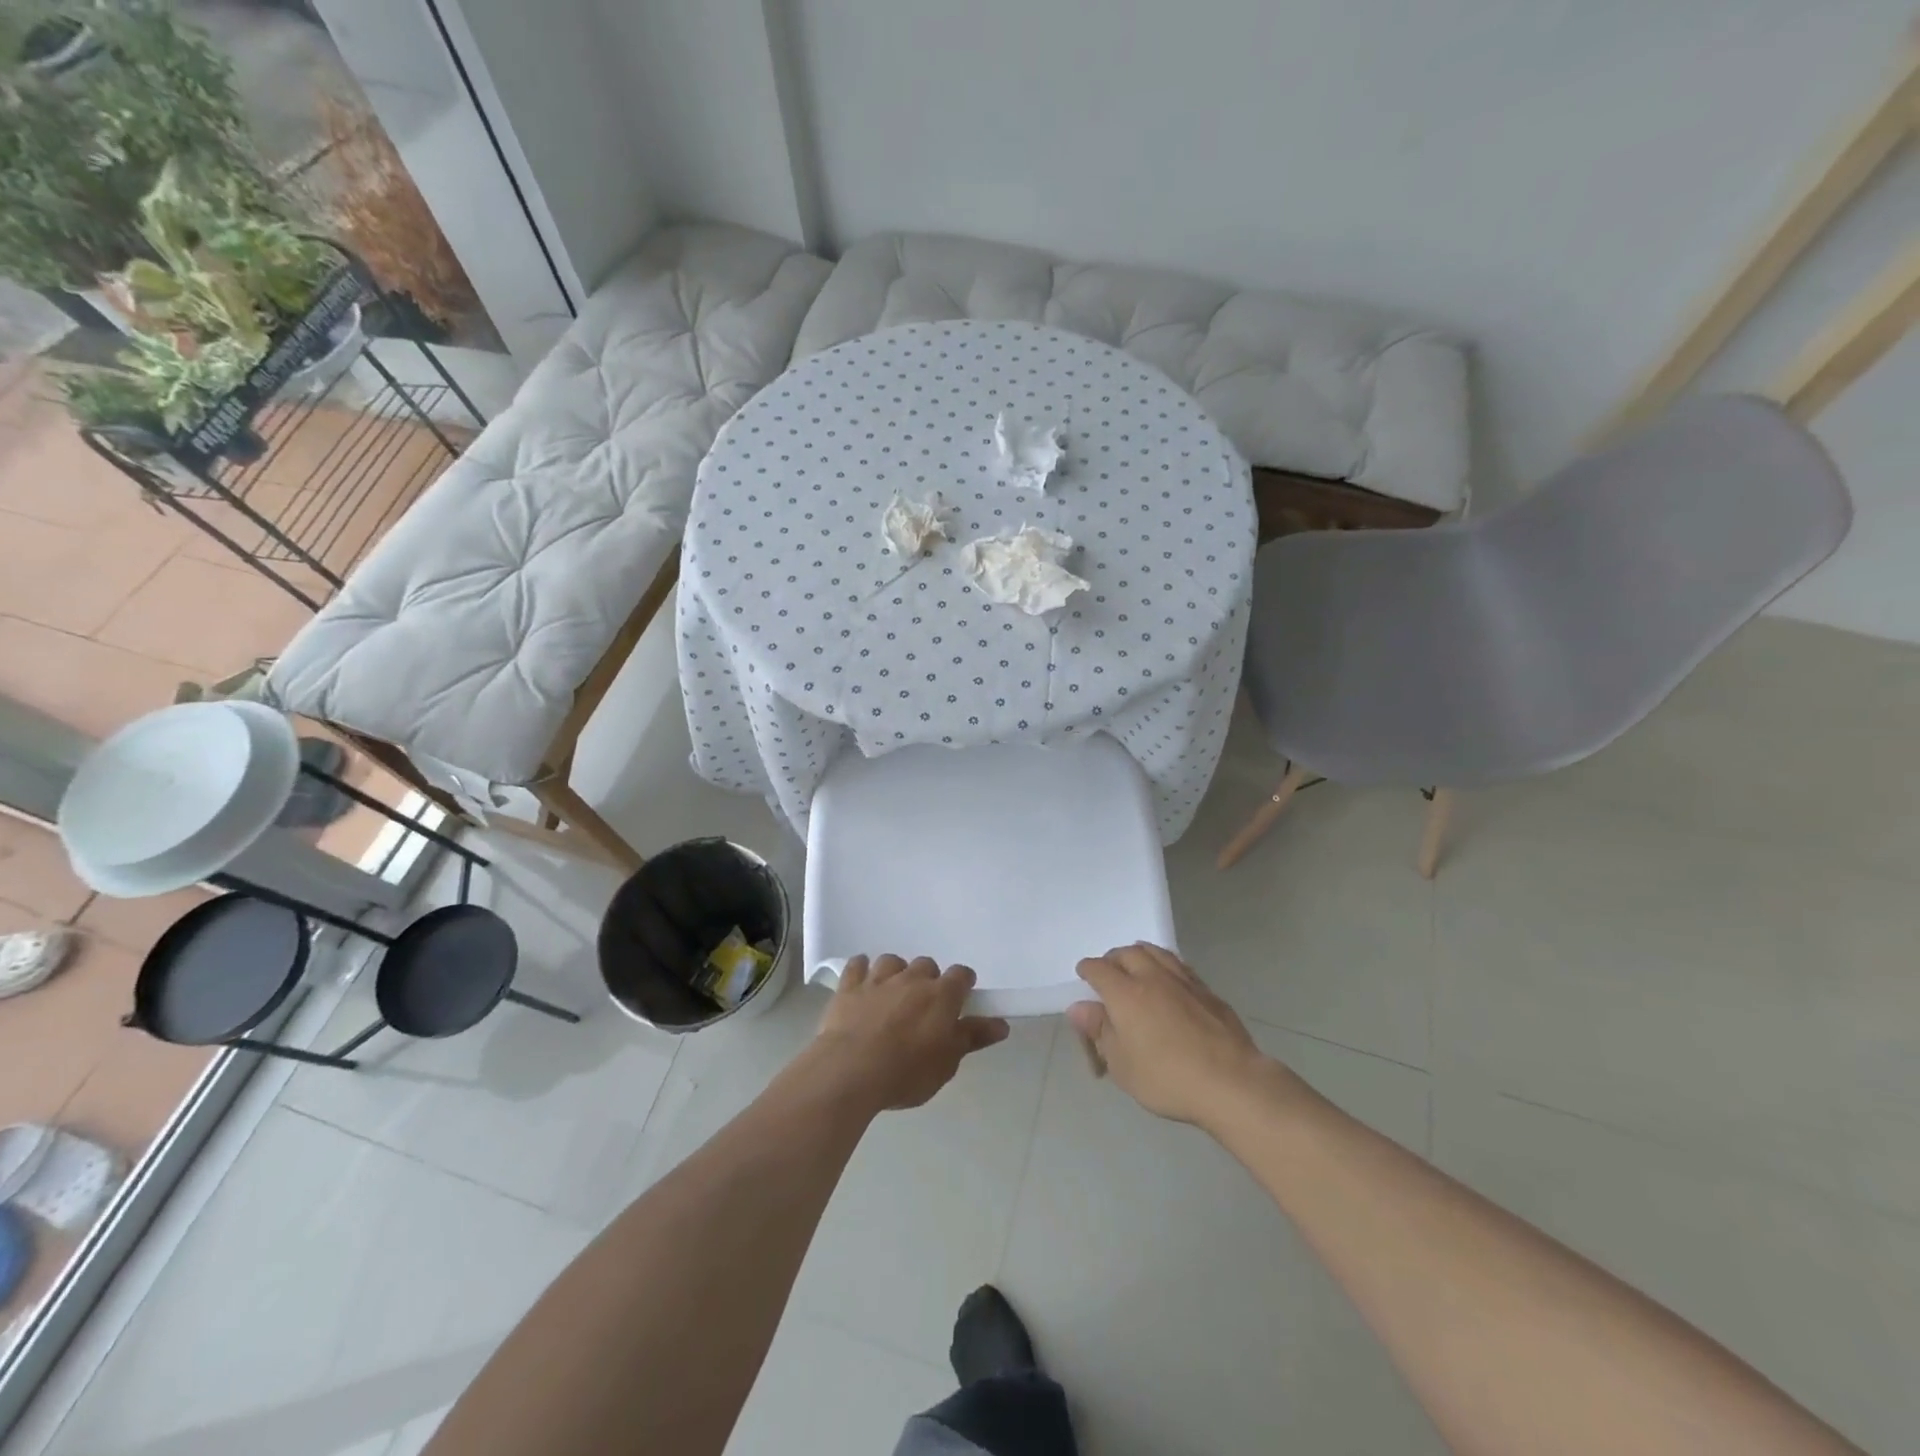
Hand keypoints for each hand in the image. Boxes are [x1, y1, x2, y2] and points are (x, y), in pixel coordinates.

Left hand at [809, 955, 1009, 1111]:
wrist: (850, 1071)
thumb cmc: (906, 1073)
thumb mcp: (947, 1063)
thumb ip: (972, 1038)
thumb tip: (1001, 1024)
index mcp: (941, 995)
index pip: (961, 975)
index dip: (963, 984)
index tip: (960, 999)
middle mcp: (911, 978)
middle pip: (926, 965)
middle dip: (928, 980)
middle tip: (923, 1007)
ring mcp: (878, 979)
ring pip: (892, 961)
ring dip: (896, 973)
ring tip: (892, 994)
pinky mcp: (849, 987)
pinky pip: (857, 965)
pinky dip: (861, 969)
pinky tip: (861, 979)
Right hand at [1068, 943, 1300, 1128]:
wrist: (1231, 1082)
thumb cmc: (1167, 1078)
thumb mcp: (1121, 1065)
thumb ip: (1099, 1031)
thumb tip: (1080, 1008)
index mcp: (1125, 993)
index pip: (1098, 969)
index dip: (1087, 970)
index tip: (1083, 976)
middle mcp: (1152, 977)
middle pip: (1127, 953)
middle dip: (1113, 959)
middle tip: (1109, 973)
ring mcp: (1183, 980)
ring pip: (1155, 952)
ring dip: (1140, 955)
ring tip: (1137, 967)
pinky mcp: (1207, 991)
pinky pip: (1179, 965)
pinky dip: (1165, 965)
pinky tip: (1168, 980)